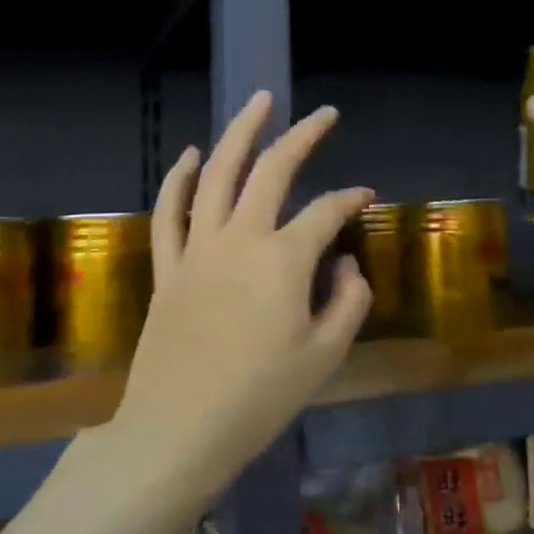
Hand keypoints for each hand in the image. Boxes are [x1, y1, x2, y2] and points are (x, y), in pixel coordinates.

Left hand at [115, 91, 372, 495]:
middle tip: (323, 114)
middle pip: (272, 171)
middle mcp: (239, 239)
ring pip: (217, 175)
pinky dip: (179, 179)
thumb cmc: (259, 399)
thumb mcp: (324, 356)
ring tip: (259, 102)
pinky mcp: (168, 267)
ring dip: (239, 134)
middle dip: (301, 136)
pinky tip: (192, 154)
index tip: (365, 197)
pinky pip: (169, 212)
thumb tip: (346, 265)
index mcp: (283, 260)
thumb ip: (348, 302)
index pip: (326, 212)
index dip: (350, 200)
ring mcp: (197, 249)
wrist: (178, 431)